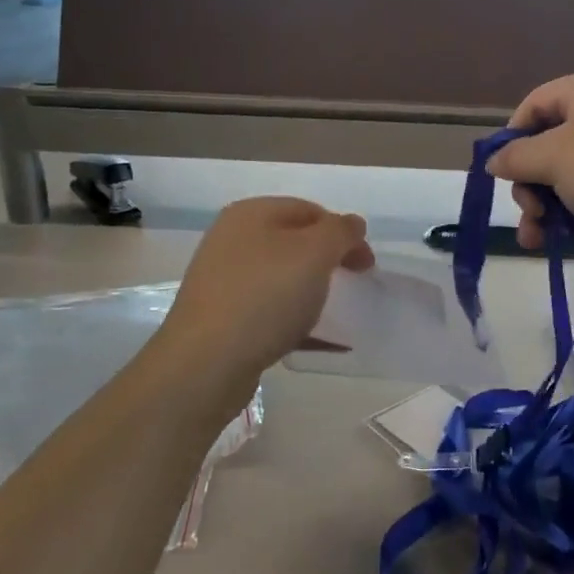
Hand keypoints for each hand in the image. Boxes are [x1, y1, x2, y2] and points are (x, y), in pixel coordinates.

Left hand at [160, 197, 374, 382]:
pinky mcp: (224, 318)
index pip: (310, 210)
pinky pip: (271, 312)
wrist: (206, 363)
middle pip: (295, 243)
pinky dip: (297, 321)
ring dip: (313, 292)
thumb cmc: (265, 296)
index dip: (344, 232)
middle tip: (353, 284)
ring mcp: (225, 280)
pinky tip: (320, 342)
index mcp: (252, 214)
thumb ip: (340, 232)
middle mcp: (233, 240)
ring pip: (282, 278)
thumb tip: (352, 224)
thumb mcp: (314, 253)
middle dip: (329, 262)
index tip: (367, 264)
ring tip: (336, 314)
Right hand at [486, 70, 573, 273]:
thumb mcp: (554, 161)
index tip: (504, 177)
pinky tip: (569, 236)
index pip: (534, 105)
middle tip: (528, 214)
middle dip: (531, 182)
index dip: (512, 140)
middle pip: (552, 140)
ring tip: (538, 239)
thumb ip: (516, 157)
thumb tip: (494, 159)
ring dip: (549, 204)